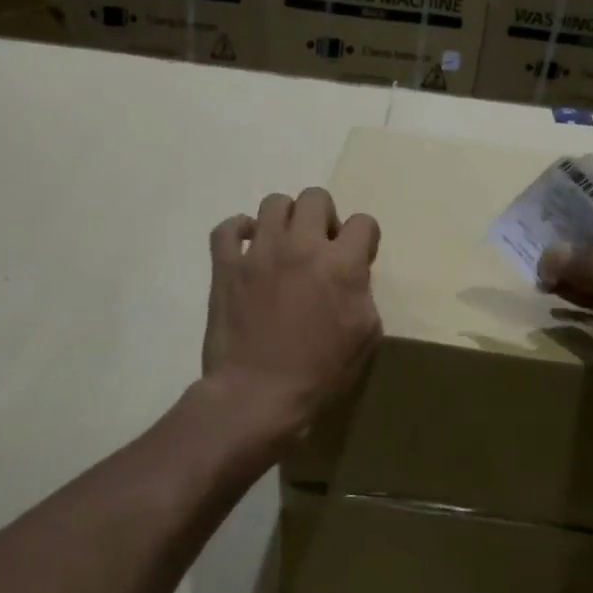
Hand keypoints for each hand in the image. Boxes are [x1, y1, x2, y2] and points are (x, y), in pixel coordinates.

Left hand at [203, 188, 381, 439]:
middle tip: (321, 246)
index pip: (363, 223)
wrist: (258, 394)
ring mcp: (259, 252)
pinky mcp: (226, 266)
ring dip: (285, 220)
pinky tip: (248, 246)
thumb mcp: (366, 337)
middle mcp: (301, 246)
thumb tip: (351, 277)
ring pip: (274, 203)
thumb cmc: (320, 373)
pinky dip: (239, 230)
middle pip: (316, 198)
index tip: (358, 259)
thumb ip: (363, 294)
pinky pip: (227, 227)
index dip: (364, 239)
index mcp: (341, 264)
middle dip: (325, 217)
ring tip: (284, 245)